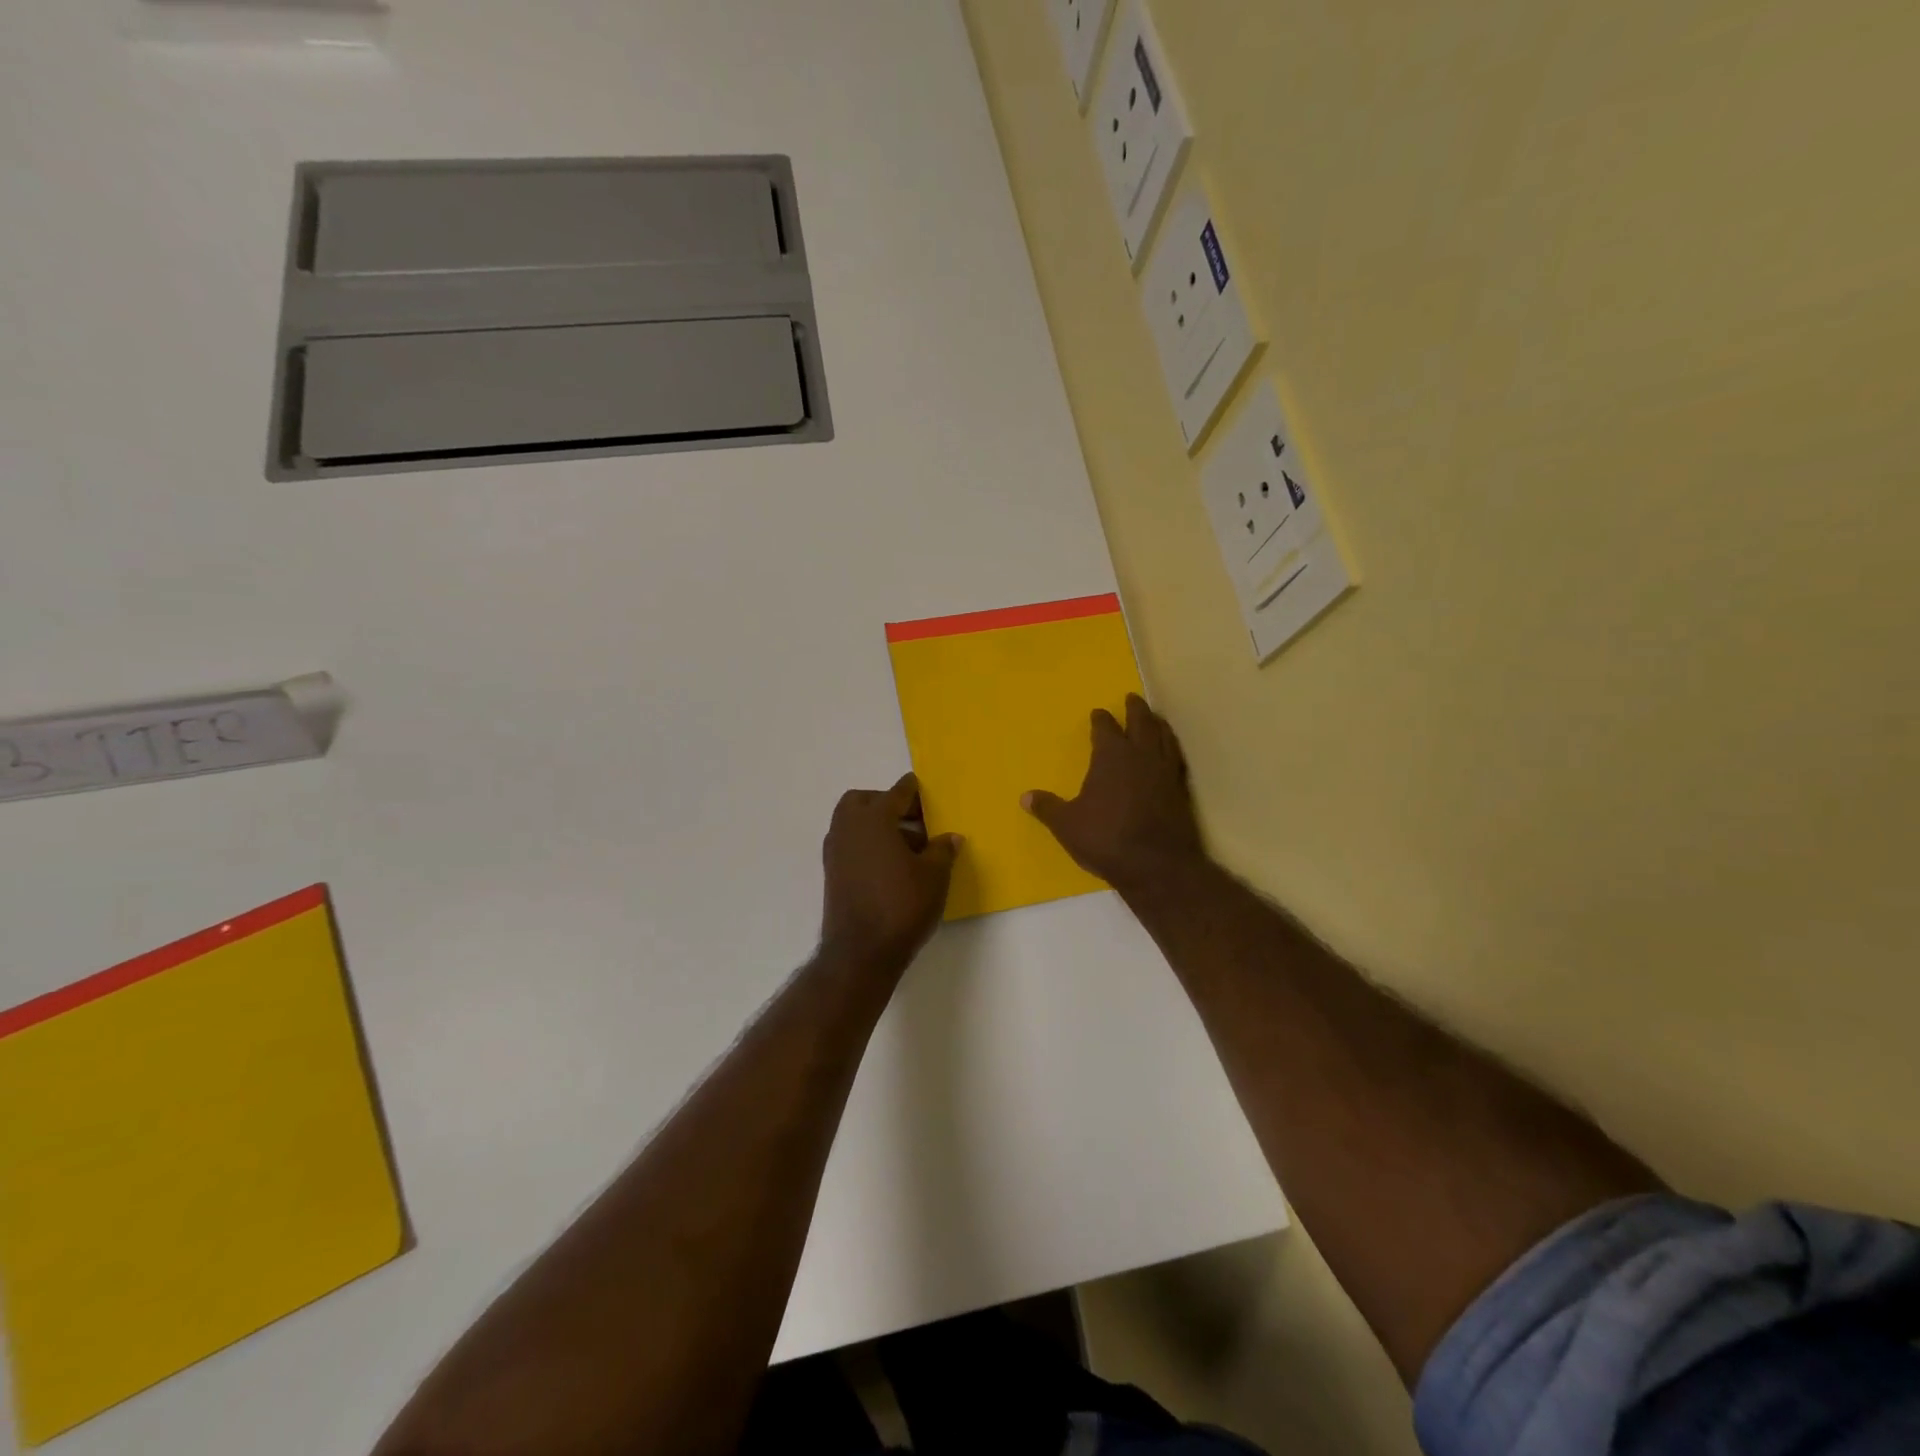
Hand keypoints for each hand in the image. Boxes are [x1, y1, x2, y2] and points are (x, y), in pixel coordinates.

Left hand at [820, 773, 961, 972]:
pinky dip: (867, 844)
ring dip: (877, 825)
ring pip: (854, 823)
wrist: (861, 952)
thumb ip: (942, 850)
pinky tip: (891, 865)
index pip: (896, 793)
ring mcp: (836, 852)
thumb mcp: (934, 876)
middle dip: (887, 803)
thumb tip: (950, 837)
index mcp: (874, 819)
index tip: (923, 789)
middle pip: (864, 801)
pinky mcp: (832, 874)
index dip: (913, 790)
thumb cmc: (902, 905)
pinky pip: (850, 844)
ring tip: (909, 847)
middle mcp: (849, 828)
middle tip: (913, 819)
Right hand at [1024, 694, 1204, 894]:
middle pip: (1141, 722)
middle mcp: (1141, 755)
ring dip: (1158, 724)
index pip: (1106, 728)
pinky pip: (1176, 758)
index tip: (1098, 712)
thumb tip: (1025, 797)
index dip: (1101, 719)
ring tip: (1155, 719)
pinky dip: (1172, 749)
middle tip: (1133, 698)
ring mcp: (1165, 771)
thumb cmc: (1106, 838)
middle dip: (1136, 709)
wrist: (1157, 864)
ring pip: (1164, 737)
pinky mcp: (1181, 790)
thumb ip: (1048, 807)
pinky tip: (1170, 753)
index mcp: (1112, 756)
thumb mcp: (1067, 825)